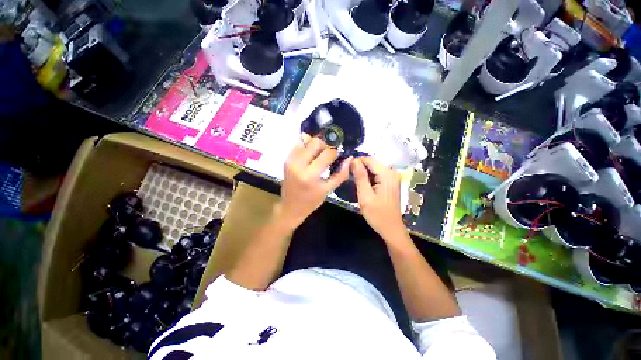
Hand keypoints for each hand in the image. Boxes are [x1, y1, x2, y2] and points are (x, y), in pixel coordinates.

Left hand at [278, 134, 350, 227]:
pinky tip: (311, 156)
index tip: (337, 156)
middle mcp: (298, 165)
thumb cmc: (311, 201)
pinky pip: (299, 145)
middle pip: (316, 142)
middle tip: (328, 154)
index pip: (327, 153)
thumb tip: (350, 158)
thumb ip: (341, 174)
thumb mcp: (328, 190)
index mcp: (310, 175)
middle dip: (325, 146)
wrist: (291, 206)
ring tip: (319, 155)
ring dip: (315, 145)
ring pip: (306, 140)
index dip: (335, 153)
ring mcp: (290, 160)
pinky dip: (307, 147)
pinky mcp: (286, 159)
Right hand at [352, 157, 405, 238]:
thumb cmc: (377, 215)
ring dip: (363, 173)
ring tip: (353, 181)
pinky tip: (362, 185)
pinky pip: (376, 175)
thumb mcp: (365, 196)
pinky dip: (368, 178)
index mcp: (387, 174)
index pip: (369, 160)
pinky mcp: (390, 182)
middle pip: (372, 163)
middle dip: (359, 167)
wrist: (391, 228)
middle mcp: (392, 172)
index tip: (345, 168)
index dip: (356, 161)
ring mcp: (392, 177)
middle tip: (348, 176)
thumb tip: (354, 160)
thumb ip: (360, 177)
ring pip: (373, 169)